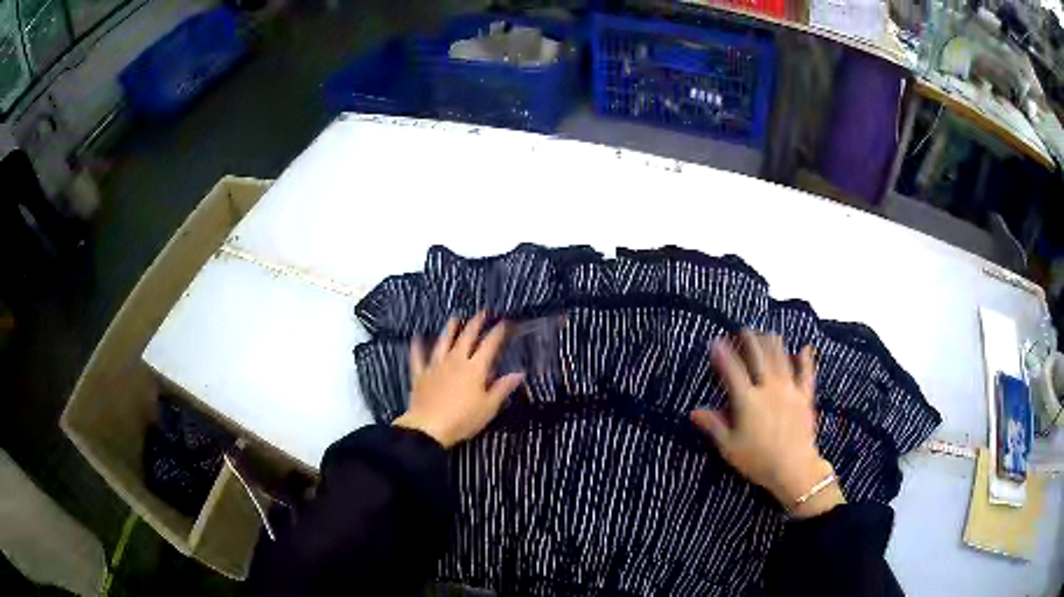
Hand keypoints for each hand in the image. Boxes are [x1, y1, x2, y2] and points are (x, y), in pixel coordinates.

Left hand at [394, 312, 524, 447]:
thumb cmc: (463, 419)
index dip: (498, 332)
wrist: (429, 427)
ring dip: (449, 329)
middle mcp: (455, 361)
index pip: (489, 345)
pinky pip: (418, 357)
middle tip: (481, 313)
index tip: (504, 322)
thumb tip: (519, 373)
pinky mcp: (420, 375)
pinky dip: (417, 347)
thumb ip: (503, 388)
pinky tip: (416, 338)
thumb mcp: (489, 407)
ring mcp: (436, 366)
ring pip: (443, 342)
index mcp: (475, 368)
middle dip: (475, 324)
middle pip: (466, 338)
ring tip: (454, 318)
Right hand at [690, 330, 843, 518]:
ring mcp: (789, 390)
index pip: (733, 371)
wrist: (793, 468)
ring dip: (773, 344)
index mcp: (748, 401)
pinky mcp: (805, 396)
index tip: (717, 342)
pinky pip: (806, 373)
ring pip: (781, 359)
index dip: (724, 355)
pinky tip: (805, 349)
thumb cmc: (758, 460)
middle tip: (744, 330)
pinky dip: (806, 360)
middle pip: (759, 358)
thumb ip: (714, 425)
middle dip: (750, 341)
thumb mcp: (729, 447)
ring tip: (767, 333)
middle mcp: (768, 389)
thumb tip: (694, 411)